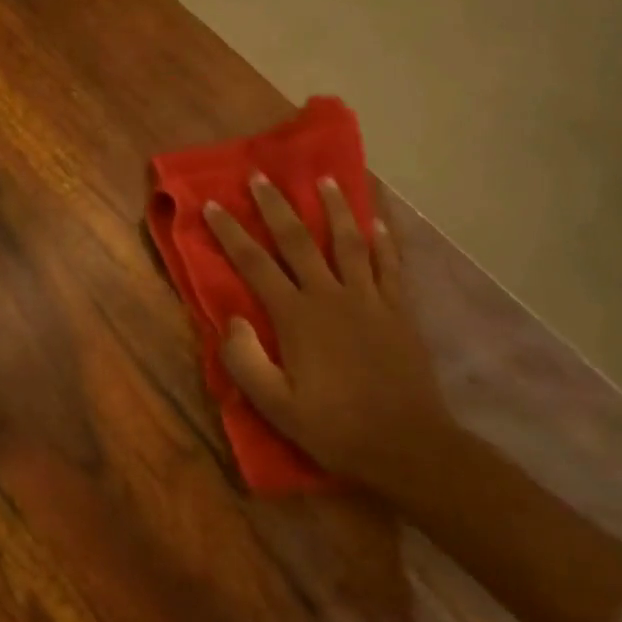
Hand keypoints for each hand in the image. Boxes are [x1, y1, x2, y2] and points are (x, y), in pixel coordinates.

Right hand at [202, 175, 451, 494]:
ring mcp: (369, 299)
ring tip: (326, 178)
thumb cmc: (335, 427)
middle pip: (298, 240)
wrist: (408, 446)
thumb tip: (233, 320)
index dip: (230, 233)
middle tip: (261, 175)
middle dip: (276, 205)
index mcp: (296, 317)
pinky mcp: (398, 310)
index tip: (212, 205)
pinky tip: (378, 221)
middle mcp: (331, 296)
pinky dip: (383, 240)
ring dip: (335, 207)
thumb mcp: (275, 405)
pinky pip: (390, 265)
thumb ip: (244, 361)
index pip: (255, 264)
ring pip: (349, 241)